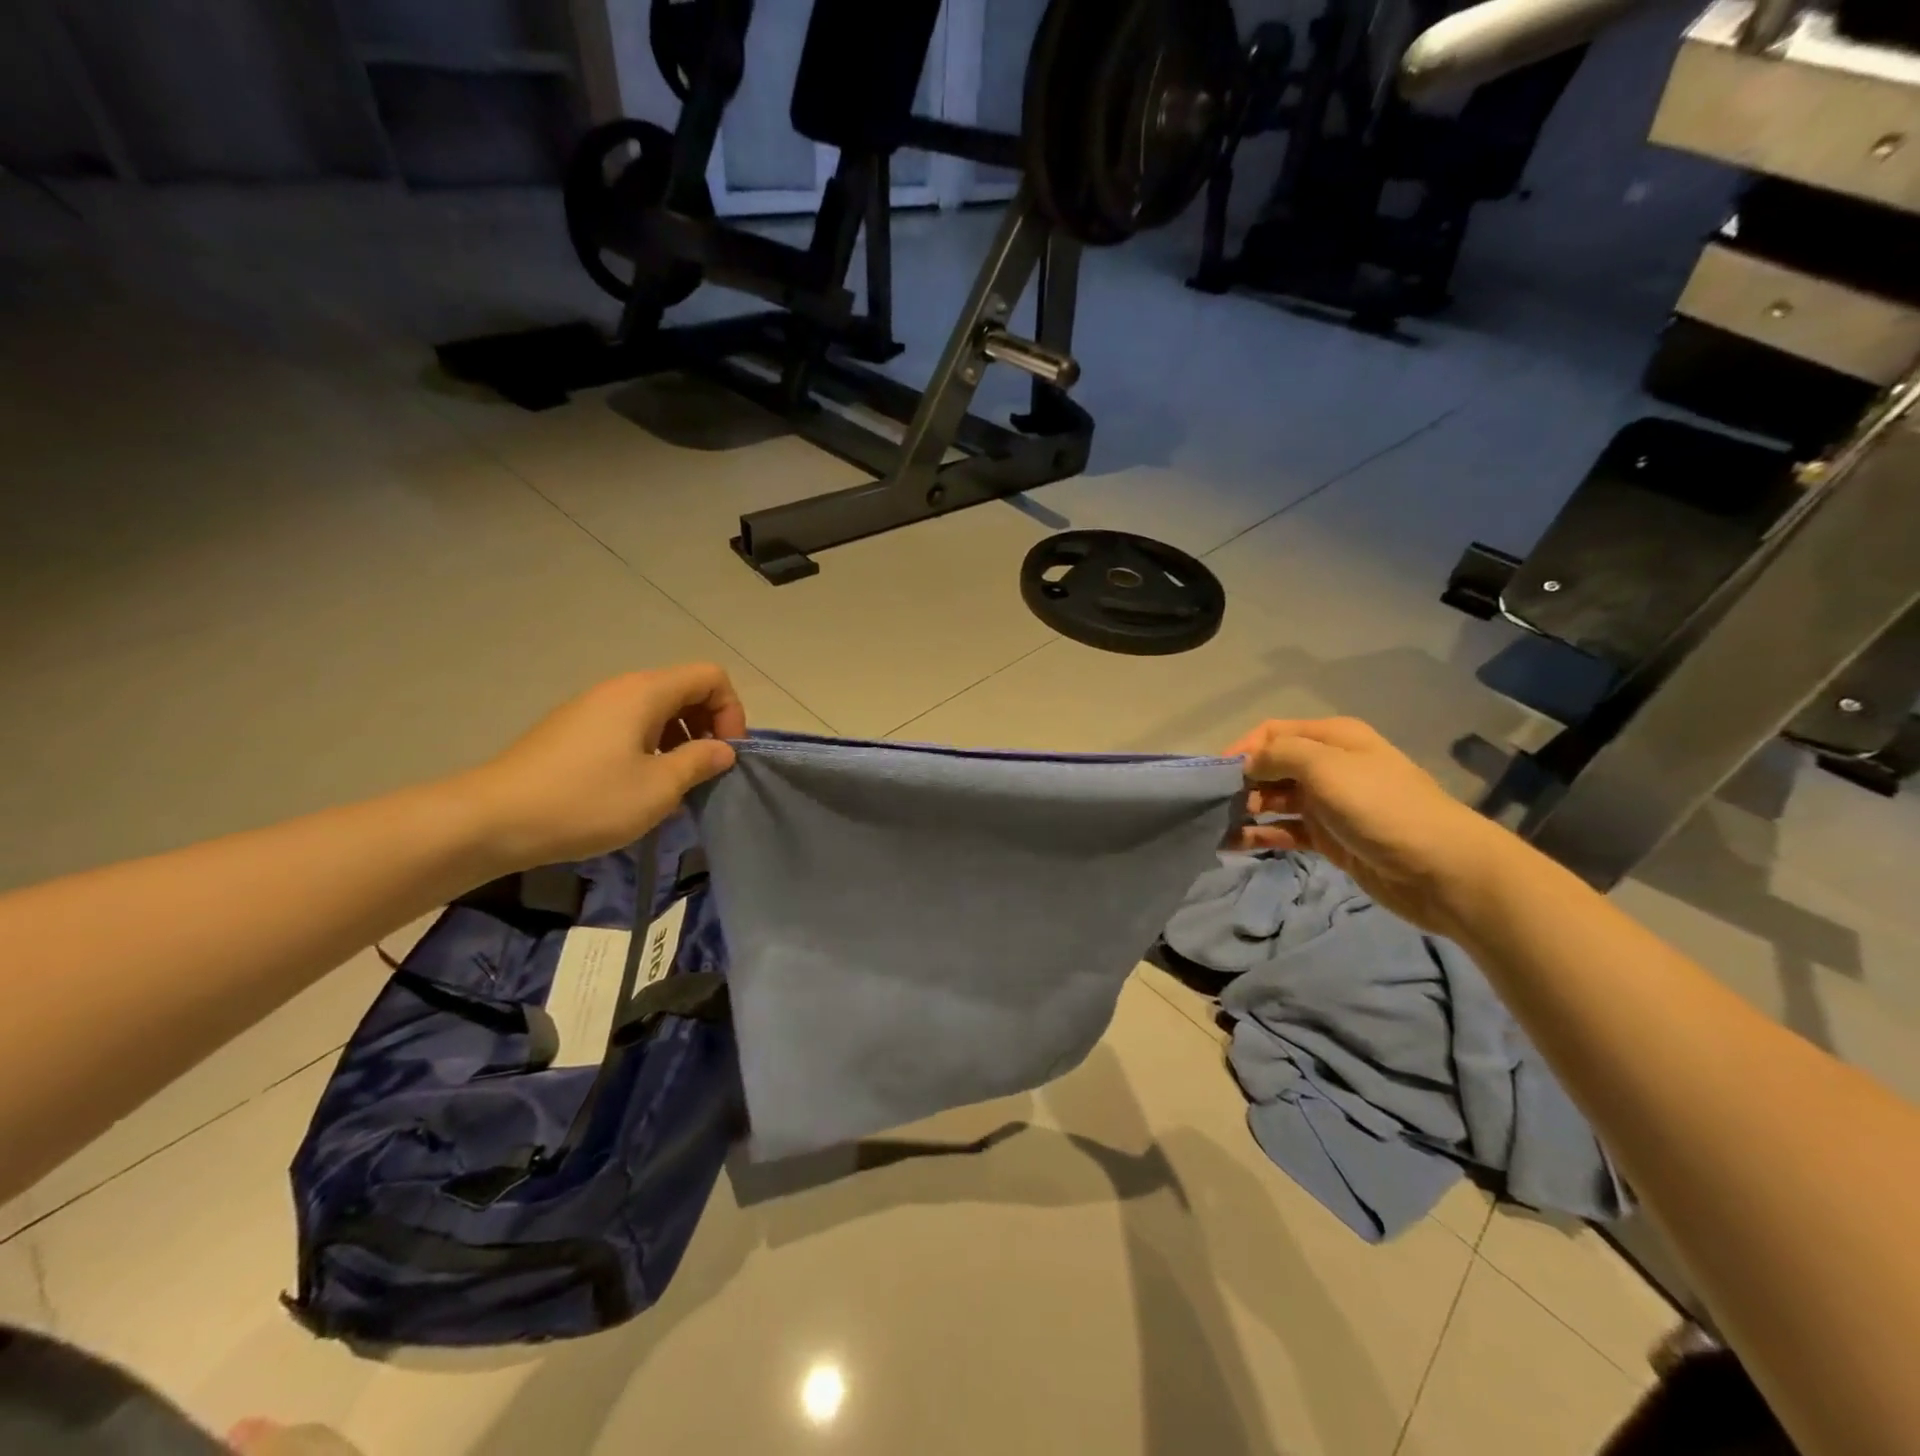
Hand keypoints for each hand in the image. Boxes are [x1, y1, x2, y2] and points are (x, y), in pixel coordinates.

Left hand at [459, 664, 746, 868]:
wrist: (493, 820)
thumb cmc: (587, 800)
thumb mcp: (659, 788)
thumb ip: (700, 762)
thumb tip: (724, 749)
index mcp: (645, 693)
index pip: (710, 677)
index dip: (731, 712)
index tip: (726, 755)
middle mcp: (620, 690)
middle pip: (684, 691)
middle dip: (707, 727)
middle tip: (706, 773)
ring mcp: (592, 709)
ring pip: (656, 712)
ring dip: (679, 743)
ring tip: (675, 788)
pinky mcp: (573, 732)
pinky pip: (628, 728)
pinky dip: (649, 751)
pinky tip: (638, 791)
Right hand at [1224, 716, 1510, 935]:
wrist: (1442, 871)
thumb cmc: (1381, 808)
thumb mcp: (1326, 767)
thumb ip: (1279, 755)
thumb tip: (1246, 762)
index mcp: (1333, 739)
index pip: (1274, 732)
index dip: (1242, 748)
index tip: (1213, 774)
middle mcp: (1330, 766)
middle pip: (1272, 766)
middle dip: (1241, 782)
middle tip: (1212, 805)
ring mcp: (1330, 805)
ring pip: (1276, 801)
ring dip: (1246, 810)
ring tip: (1215, 826)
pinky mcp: (1331, 839)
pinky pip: (1286, 831)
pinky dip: (1261, 835)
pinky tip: (1233, 844)